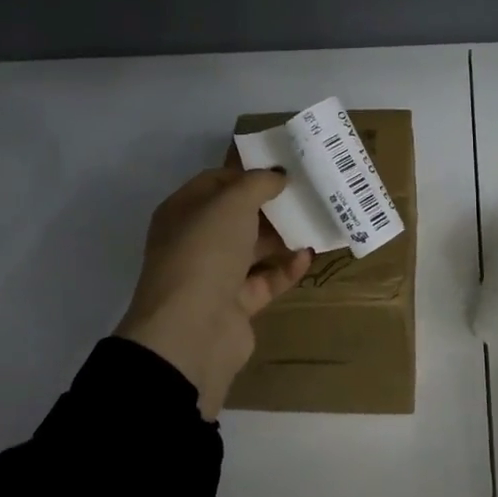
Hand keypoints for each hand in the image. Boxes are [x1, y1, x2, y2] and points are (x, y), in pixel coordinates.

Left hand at [115, 168, 313, 419]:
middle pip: (236, 216)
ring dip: (281, 237)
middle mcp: (195, 241)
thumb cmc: (205, 251)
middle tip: (306, 192)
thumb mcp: (232, 202)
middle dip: (269, 205)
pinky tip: (308, 256)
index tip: (282, 166)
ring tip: (315, 221)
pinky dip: (286, 269)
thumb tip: (277, 175)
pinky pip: (265, 280)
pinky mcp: (235, 305)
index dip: (247, 172)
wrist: (193, 330)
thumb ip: (257, 183)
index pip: (215, 182)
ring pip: (252, 249)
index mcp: (183, 211)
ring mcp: (214, 276)